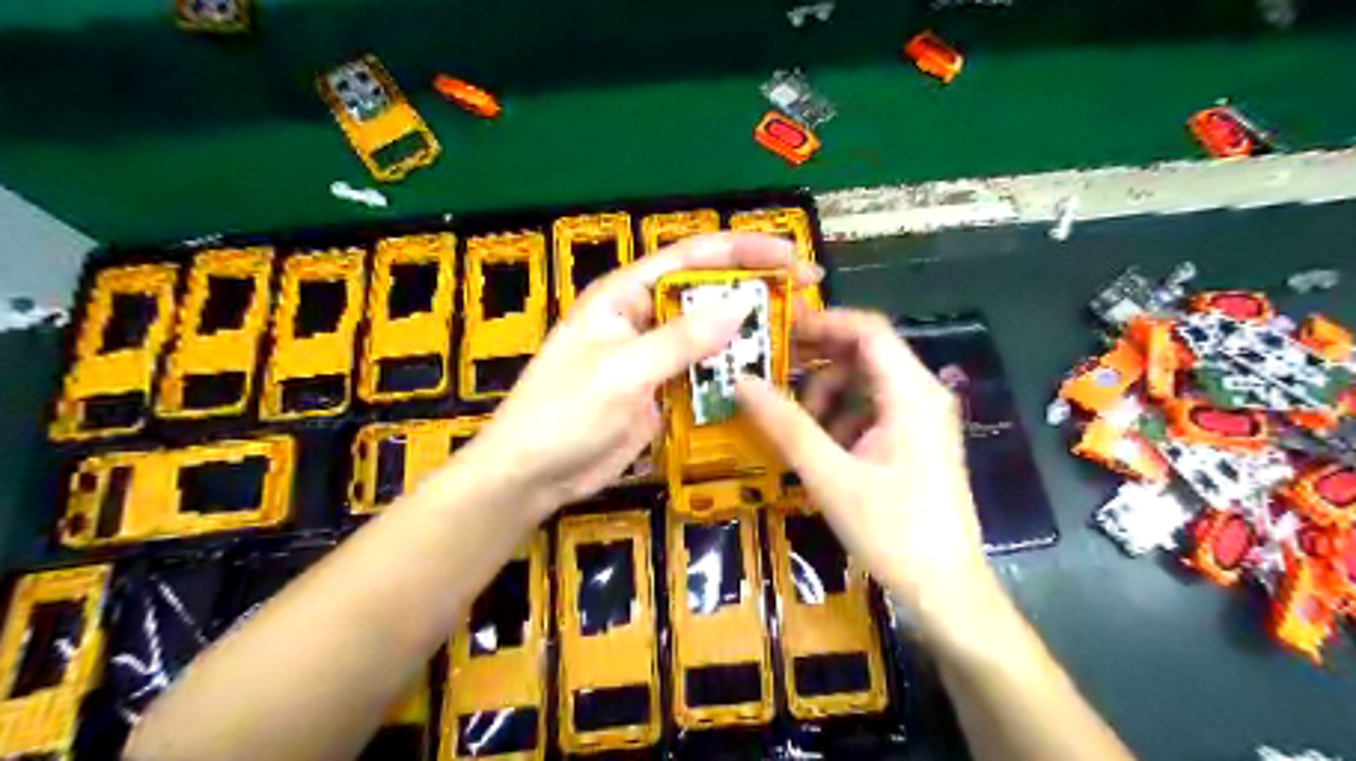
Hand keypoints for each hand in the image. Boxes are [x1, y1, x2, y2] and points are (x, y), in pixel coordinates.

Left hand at [467, 232, 821, 516]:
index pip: (692, 258)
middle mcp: (644, 317)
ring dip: (750, 334)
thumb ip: (680, 340)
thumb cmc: (563, 413)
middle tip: (808, 297)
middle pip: (708, 293)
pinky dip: (734, 372)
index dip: (744, 250)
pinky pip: (705, 373)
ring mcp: (655, 356)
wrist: (533, 475)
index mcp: (625, 295)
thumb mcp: (621, 372)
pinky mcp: (662, 390)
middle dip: (756, 290)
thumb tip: (741, 304)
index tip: (792, 255)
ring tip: (799, 336)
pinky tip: (766, 376)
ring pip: (711, 334)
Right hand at [739, 311, 998, 642]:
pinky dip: (841, 418)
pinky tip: (822, 450)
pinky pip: (872, 410)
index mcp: (911, 393)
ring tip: (796, 427)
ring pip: (865, 383)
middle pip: (865, 354)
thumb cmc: (892, 532)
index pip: (868, 329)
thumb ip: (786, 425)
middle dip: (817, 363)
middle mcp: (922, 395)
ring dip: (826, 395)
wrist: (945, 590)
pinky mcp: (914, 441)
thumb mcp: (830, 477)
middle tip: (771, 376)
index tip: (777, 332)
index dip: (822, 322)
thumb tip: (741, 381)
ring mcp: (921, 419)